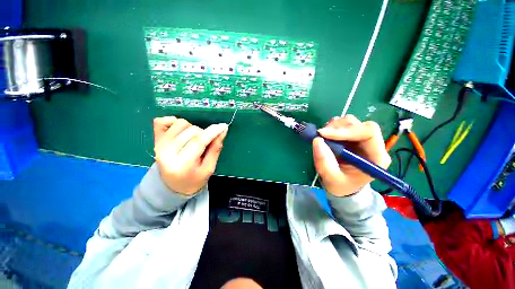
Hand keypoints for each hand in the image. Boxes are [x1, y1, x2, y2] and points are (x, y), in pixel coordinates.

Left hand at [153, 116, 228, 194]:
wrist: (172, 186)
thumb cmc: (194, 180)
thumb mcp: (209, 168)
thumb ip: (215, 148)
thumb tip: (223, 130)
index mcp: (182, 164)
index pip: (198, 141)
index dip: (212, 132)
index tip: (223, 126)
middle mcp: (166, 153)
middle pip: (191, 131)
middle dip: (204, 134)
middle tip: (206, 144)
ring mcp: (159, 145)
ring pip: (181, 123)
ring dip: (192, 129)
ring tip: (194, 140)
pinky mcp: (155, 140)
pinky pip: (161, 121)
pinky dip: (173, 121)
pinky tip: (181, 131)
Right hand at [313, 115, 390, 196]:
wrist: (343, 186)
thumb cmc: (341, 185)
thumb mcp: (331, 178)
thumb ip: (324, 162)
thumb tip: (317, 140)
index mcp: (376, 157)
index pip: (368, 132)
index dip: (346, 130)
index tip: (324, 134)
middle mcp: (372, 145)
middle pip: (359, 125)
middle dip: (339, 127)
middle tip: (321, 134)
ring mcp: (362, 139)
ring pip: (351, 122)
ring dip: (335, 126)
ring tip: (323, 136)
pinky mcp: (352, 137)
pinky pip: (344, 125)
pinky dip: (333, 127)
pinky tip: (327, 134)